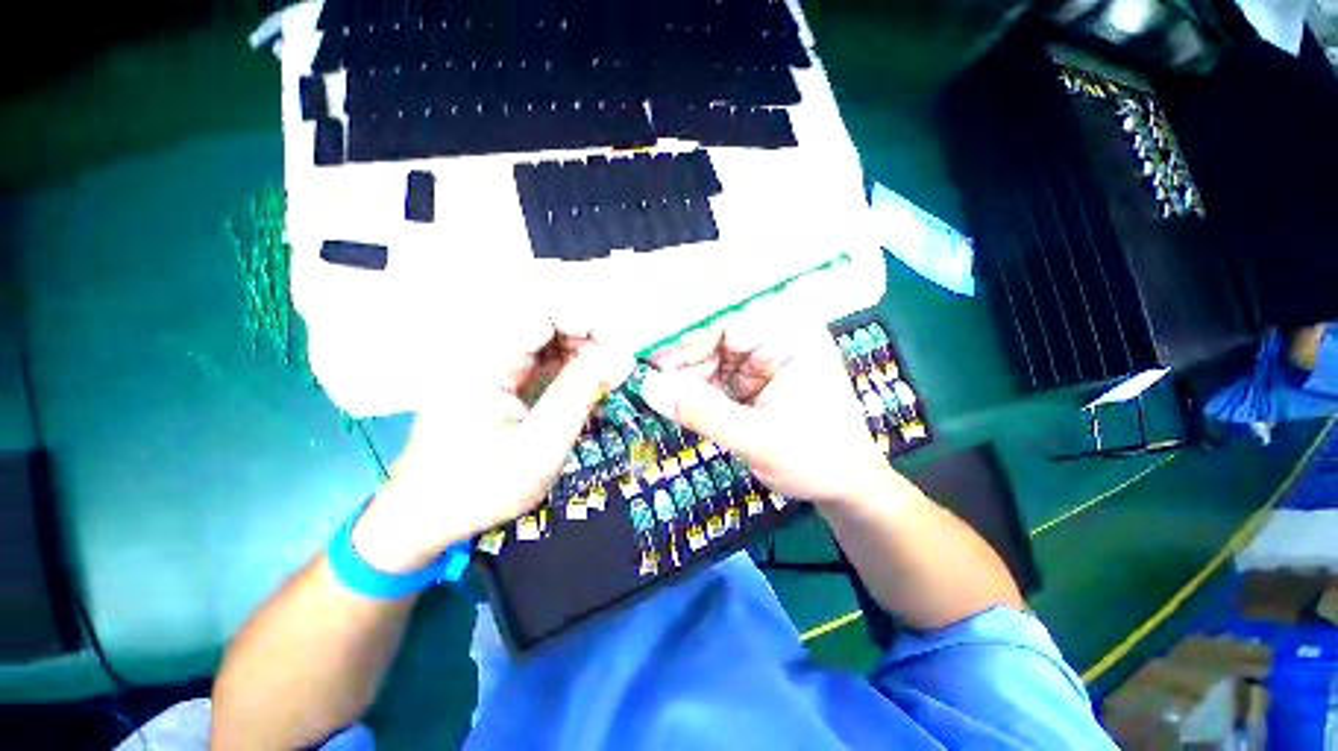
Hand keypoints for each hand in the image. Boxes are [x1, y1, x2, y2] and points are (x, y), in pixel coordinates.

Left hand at [351, 323, 632, 573]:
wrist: (425, 520)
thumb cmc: (479, 488)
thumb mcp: (540, 445)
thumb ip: (580, 394)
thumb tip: (621, 356)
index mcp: (487, 361)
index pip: (544, 315)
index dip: (587, 323)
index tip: (619, 349)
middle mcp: (488, 355)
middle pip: (548, 326)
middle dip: (589, 342)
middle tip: (618, 372)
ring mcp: (492, 369)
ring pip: (548, 345)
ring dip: (582, 358)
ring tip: (606, 384)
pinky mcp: (500, 385)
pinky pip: (542, 366)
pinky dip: (570, 375)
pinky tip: (587, 393)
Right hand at [638, 309, 889, 505]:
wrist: (844, 488)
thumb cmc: (815, 460)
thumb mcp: (757, 439)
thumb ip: (703, 413)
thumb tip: (648, 388)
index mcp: (791, 336)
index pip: (728, 322)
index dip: (687, 340)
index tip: (651, 361)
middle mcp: (777, 337)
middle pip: (716, 338)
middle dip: (684, 363)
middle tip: (652, 385)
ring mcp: (766, 357)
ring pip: (712, 357)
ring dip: (688, 379)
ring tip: (664, 398)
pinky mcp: (755, 378)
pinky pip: (718, 376)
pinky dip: (698, 391)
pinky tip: (683, 403)